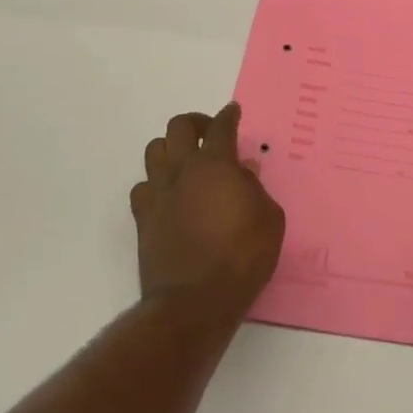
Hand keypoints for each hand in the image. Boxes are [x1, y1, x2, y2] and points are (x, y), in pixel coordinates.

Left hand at [131, 104, 284, 325]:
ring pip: (154, 150)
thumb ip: (256, 188)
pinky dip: (155, 183)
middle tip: (209, 132)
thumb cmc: (243, 257)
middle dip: (196, 122)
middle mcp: (182, 171)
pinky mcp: (143, 218)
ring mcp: (158, 193)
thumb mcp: (270, 219)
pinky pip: (142, 187)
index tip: (233, 111)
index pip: (221, 127)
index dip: (229, 115)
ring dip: (171, 148)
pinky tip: (168, 195)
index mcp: (216, 165)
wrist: (195, 301)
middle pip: (179, 127)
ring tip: (185, 160)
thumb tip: (243, 171)